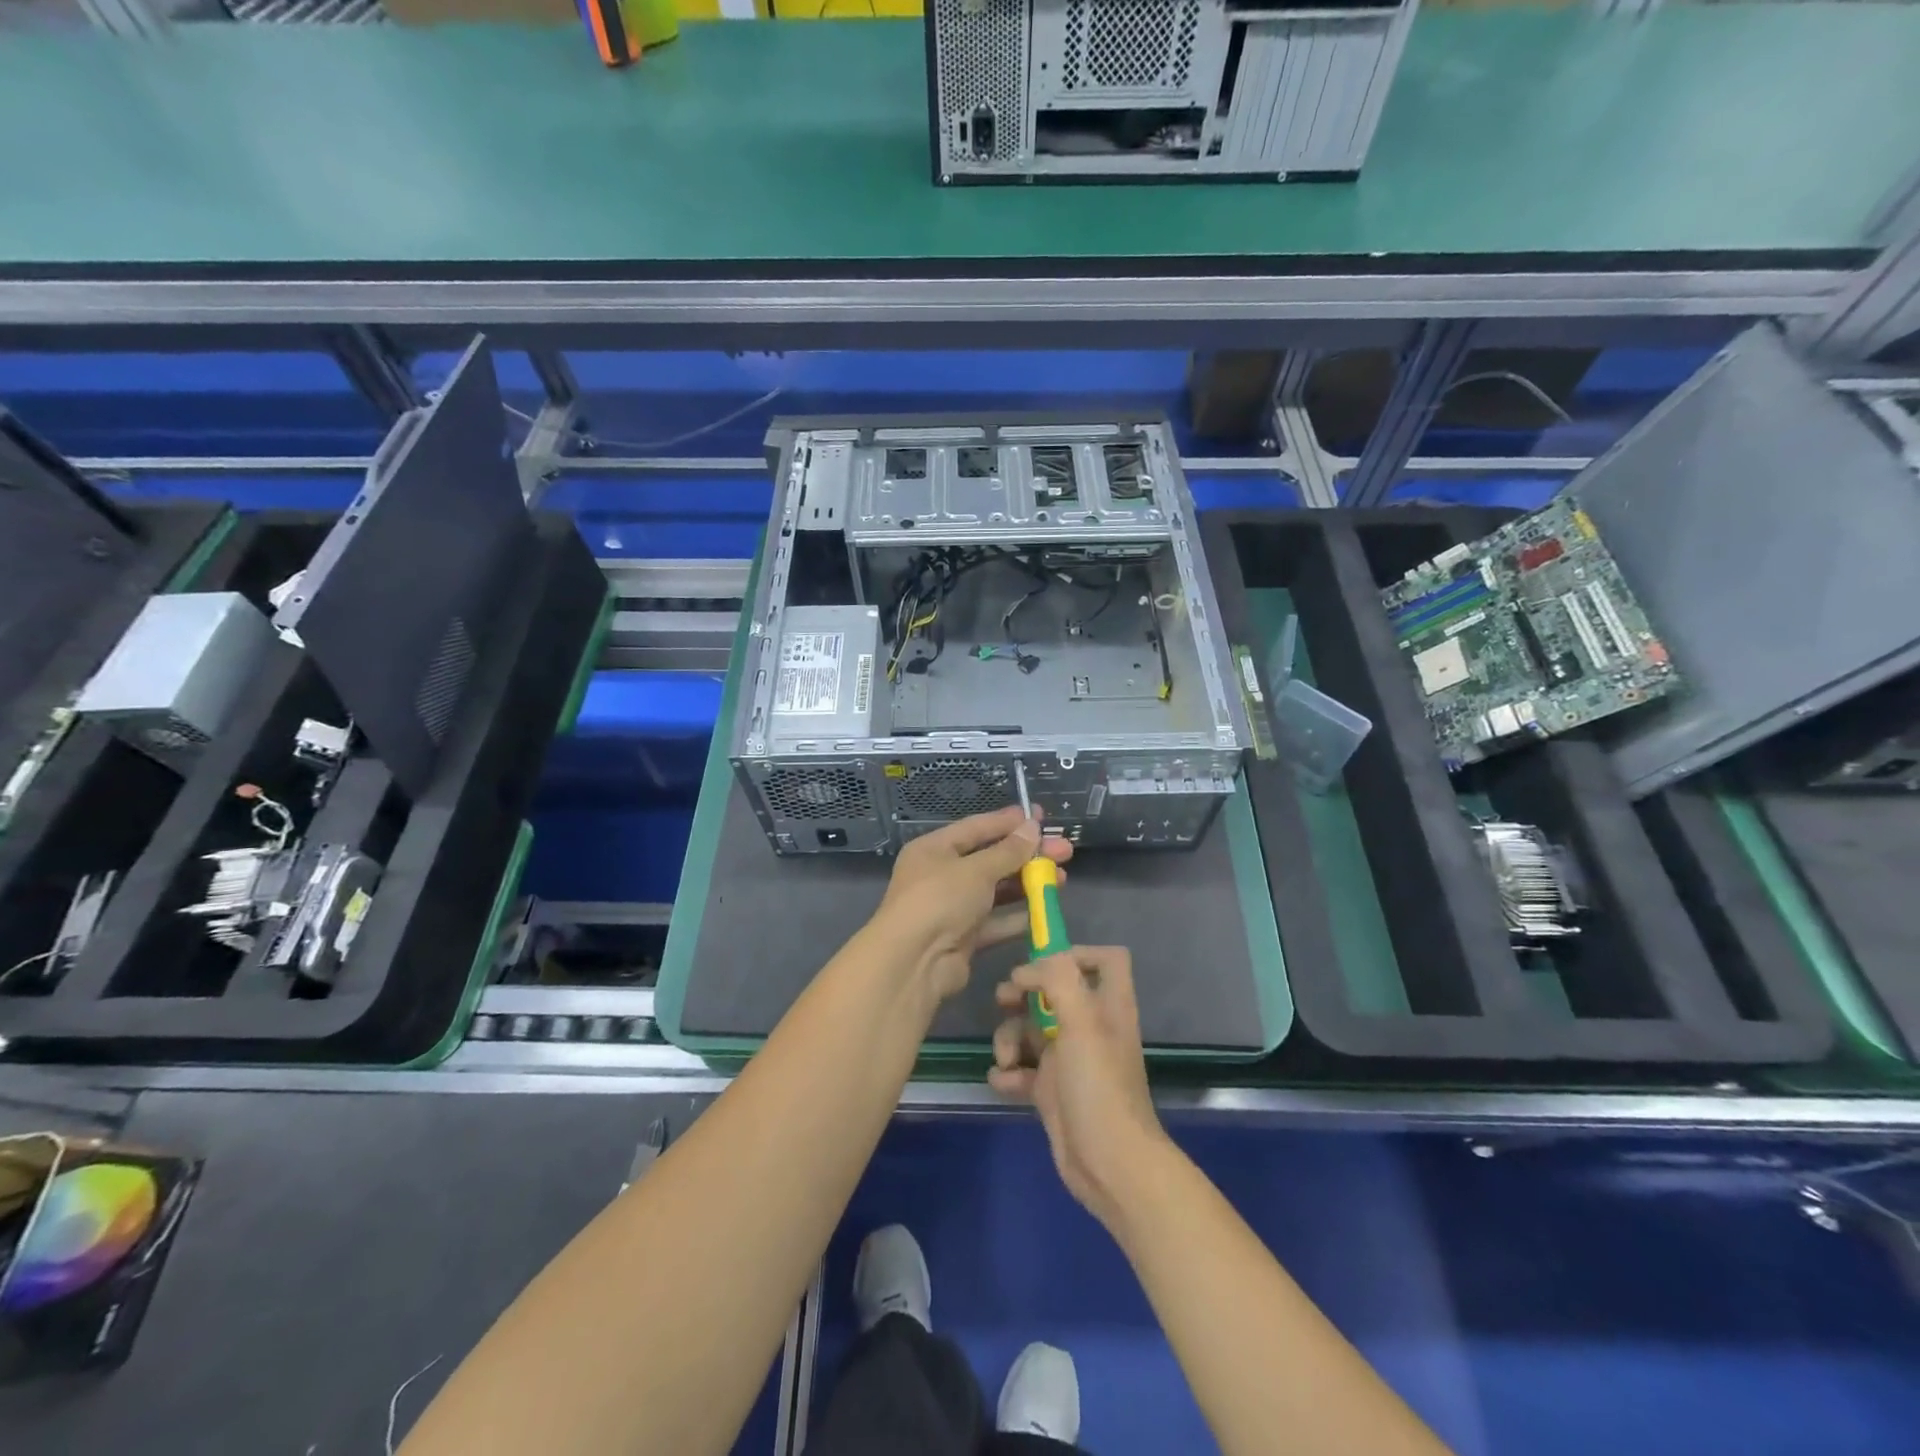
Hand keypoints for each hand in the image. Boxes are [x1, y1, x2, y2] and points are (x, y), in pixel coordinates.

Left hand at [872, 806, 1071, 1001]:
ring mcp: (952, 908)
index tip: (1040, 816)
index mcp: (934, 849)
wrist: (913, 962)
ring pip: (996, 891)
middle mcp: (941, 875)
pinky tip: (1046, 909)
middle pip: (991, 859)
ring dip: (1027, 884)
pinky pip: (996, 921)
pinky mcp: (964, 937)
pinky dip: (1019, 916)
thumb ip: (1008, 851)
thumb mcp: (976, 869)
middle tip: (1065, 850)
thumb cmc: (940, 900)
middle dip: (1027, 855)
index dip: (1009, 822)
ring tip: (1062, 879)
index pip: (976, 828)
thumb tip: (1033, 826)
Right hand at [989, 945, 1168, 1232]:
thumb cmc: (1099, 1087)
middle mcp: (1090, 1027)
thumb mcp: (1082, 1023)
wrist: (1110, 1166)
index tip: (1043, 965)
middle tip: (1005, 1000)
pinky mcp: (1052, 1091)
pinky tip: (1002, 1081)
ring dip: (1009, 1037)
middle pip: (1054, 992)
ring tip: (1005, 1058)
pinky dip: (1008, 1072)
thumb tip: (1026, 970)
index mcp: (1108, 1006)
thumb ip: (1058, 980)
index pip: (1105, 960)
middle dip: (1024, 993)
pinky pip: (1022, 1069)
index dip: (1076, 953)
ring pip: (1031, 1029)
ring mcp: (1070, 1060)